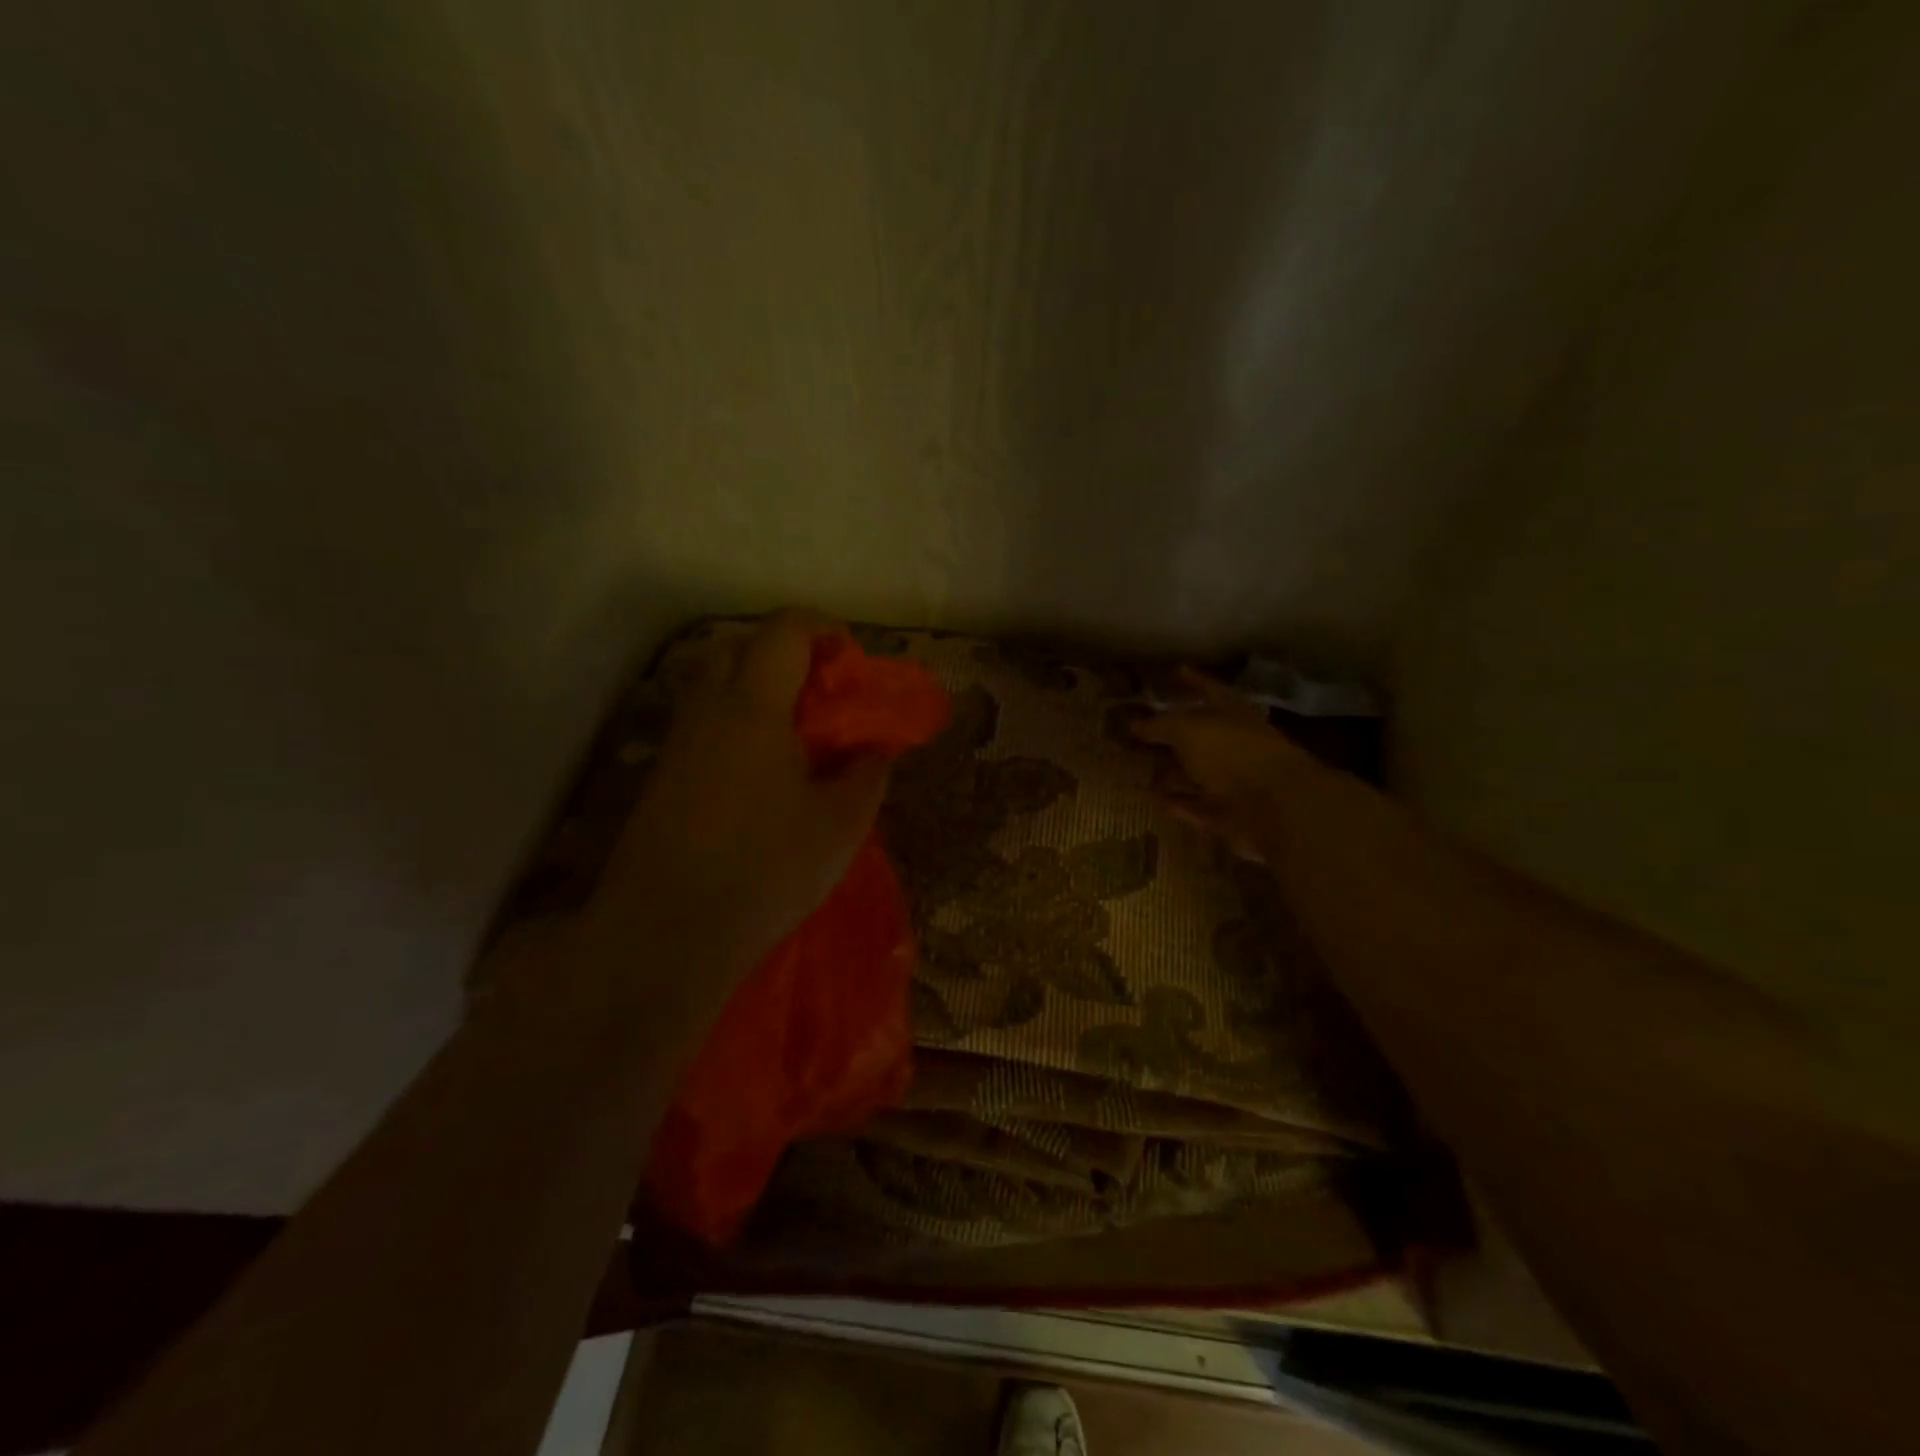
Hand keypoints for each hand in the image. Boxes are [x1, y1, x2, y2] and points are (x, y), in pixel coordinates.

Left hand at [601, 610, 890, 968]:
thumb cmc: (765, 870)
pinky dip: (735, 719)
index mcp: (754, 706)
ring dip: (756, 685)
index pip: (784, 631)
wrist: (666, 933)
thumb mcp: (840, 825)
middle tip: (822, 693)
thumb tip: (875, 749)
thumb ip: (867, 774)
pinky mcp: (662, 774)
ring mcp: (678, 741)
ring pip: (714, 681)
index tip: (852, 661)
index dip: (823, 630)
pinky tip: (761, 769)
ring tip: (795, 731)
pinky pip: (702, 719)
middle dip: (787, 652)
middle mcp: (708, 709)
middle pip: (741, 645)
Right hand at [1132, 668, 1314, 858]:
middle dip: (1172, 736)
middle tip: (1139, 733)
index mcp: (1232, 714)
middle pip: (1200, 736)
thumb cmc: (1231, 752)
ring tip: (1137, 771)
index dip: (1193, 680)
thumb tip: (1135, 724)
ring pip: (1196, 774)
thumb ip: (1160, 725)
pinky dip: (1179, 804)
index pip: (1209, 689)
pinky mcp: (1229, 814)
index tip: (1176, 672)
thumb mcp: (1187, 729)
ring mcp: (1234, 781)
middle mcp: (1235, 744)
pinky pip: (1198, 807)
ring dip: (1171, 774)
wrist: (1273, 806)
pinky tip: (1155, 801)